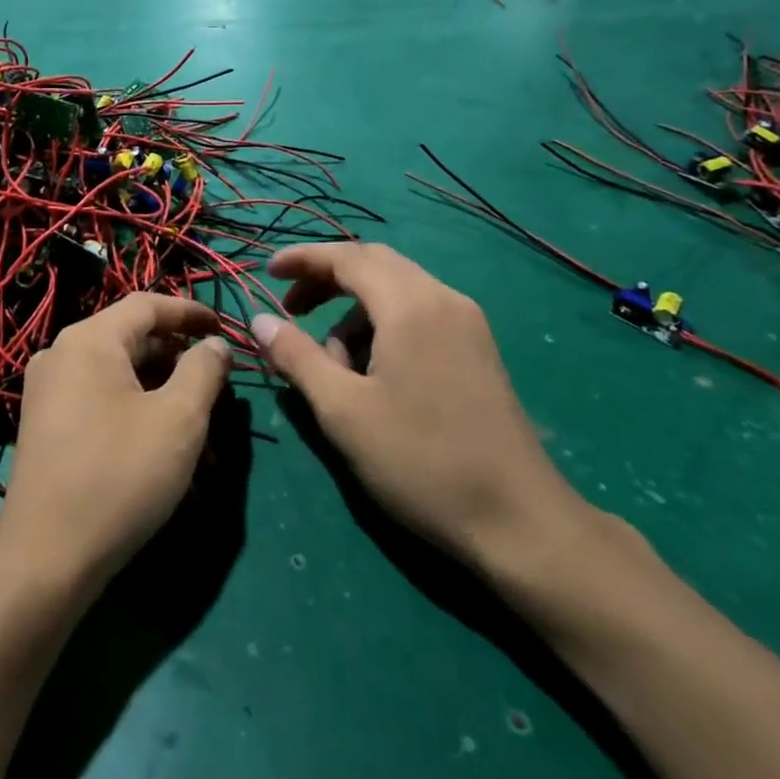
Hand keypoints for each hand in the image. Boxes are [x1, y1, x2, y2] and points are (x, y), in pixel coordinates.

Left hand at [0, 294, 231, 591]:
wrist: (47, 556)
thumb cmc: (120, 475)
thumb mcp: (179, 419)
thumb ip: (203, 371)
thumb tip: (214, 345)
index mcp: (89, 340)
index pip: (147, 305)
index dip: (190, 312)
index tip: (225, 329)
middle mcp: (62, 354)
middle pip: (132, 339)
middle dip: (180, 360)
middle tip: (218, 386)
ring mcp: (49, 391)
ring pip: (119, 375)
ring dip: (163, 393)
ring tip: (200, 428)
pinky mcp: (47, 425)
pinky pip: (101, 400)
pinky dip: (137, 411)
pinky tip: (164, 448)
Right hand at [250, 243, 586, 572]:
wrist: (519, 521)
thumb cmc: (420, 461)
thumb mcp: (342, 410)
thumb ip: (297, 357)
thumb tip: (261, 320)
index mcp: (411, 305)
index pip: (347, 257)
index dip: (303, 259)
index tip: (267, 271)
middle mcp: (443, 299)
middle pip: (374, 264)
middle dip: (327, 279)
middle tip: (292, 310)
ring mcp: (467, 323)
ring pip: (397, 290)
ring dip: (354, 310)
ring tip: (333, 364)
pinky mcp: (478, 350)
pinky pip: (419, 314)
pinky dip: (383, 326)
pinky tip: (372, 373)